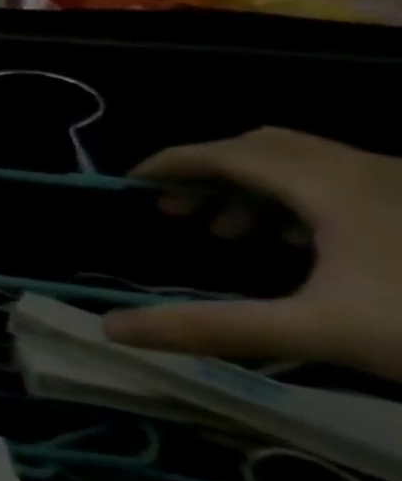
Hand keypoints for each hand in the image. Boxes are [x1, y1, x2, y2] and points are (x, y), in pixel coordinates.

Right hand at [103, 127, 401, 382]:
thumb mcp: (318, 332)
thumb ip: (210, 327)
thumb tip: (110, 329)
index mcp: (332, 185)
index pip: (226, 152)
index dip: (170, 163)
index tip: (128, 186)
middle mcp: (369, 170)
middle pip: (265, 148)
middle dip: (210, 175)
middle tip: (176, 213)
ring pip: (308, 165)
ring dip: (254, 191)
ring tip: (229, 235)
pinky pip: (346, 183)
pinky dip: (301, 202)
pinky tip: (301, 245)